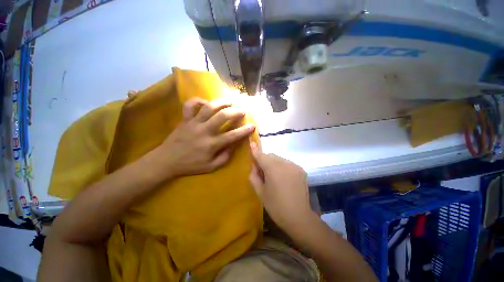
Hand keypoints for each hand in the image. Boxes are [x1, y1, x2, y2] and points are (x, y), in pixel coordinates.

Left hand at [153, 98, 255, 178]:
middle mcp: (205, 131)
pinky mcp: (185, 119)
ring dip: (222, 102)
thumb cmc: (191, 165)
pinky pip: (190, 105)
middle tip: (243, 110)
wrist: (167, 161)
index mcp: (212, 144)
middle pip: (223, 116)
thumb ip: (225, 156)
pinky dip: (198, 100)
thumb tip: (234, 145)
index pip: (233, 135)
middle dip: (236, 111)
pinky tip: (206, 102)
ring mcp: (194, 123)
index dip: (244, 130)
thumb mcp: (211, 166)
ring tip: (230, 101)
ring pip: (209, 107)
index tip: (252, 126)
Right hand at [249, 142, 316, 233]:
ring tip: (274, 177)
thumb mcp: (260, 192)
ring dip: (273, 163)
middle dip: (264, 160)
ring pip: (279, 159)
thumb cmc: (276, 206)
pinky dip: (282, 167)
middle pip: (270, 156)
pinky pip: (287, 163)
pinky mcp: (300, 169)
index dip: (255, 150)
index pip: (261, 155)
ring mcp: (294, 165)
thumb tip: (254, 165)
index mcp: (273, 169)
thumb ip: (254, 176)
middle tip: (262, 173)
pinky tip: (283, 178)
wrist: (299, 217)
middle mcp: (284, 163)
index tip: (251, 142)